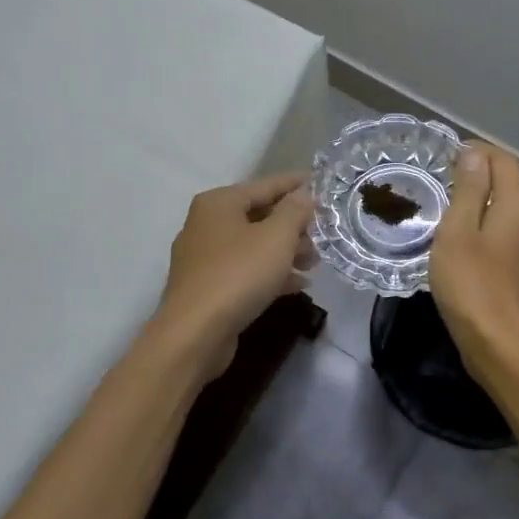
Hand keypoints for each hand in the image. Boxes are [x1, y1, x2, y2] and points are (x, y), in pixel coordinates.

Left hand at [155, 172, 315, 375]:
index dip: (296, 185)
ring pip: (254, 246)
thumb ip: (294, 211)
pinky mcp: (208, 287)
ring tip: (315, 261)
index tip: (322, 184)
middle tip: (324, 232)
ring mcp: (204, 258)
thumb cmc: (238, 275)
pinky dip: (270, 273)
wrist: (195, 334)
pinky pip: (245, 271)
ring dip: (286, 251)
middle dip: (293, 225)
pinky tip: (298, 285)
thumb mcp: (276, 238)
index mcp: (219, 203)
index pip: (265, 185)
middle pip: (259, 216)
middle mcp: (206, 224)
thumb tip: (304, 194)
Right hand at [430, 141, 518, 373]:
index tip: (446, 157)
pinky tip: (465, 251)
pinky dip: (487, 234)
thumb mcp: (458, 231)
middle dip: (478, 178)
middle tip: (441, 185)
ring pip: (508, 217)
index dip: (478, 152)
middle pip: (509, 187)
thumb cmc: (472, 284)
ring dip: (481, 208)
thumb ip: (468, 189)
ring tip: (448, 217)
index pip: (504, 161)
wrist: (501, 347)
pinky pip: (507, 241)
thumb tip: (475, 154)